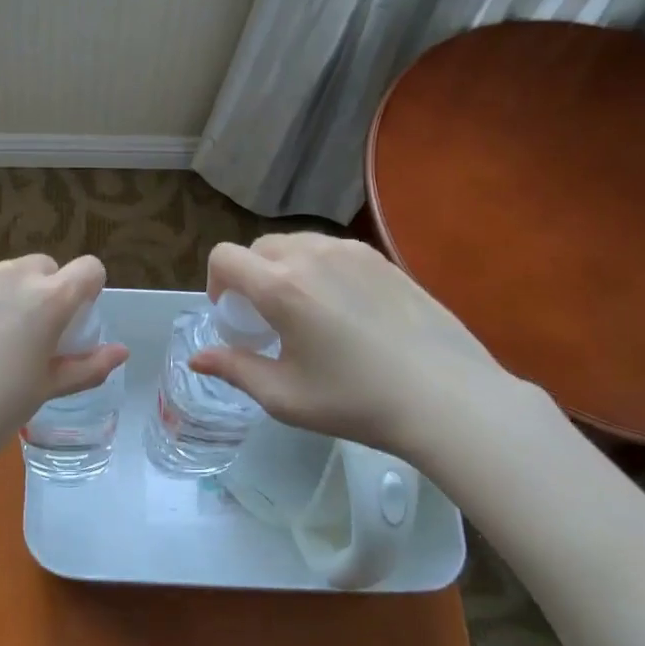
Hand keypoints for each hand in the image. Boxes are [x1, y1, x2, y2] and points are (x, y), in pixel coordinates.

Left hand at [0, 254, 128, 472]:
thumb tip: (121, 352)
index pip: (88, 269)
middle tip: (32, 336)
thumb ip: (86, 367)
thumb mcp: (45, 391)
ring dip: (5, 296)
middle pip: (42, 266)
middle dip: (45, 291)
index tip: (76, 319)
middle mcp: (8, 277)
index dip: (89, 289)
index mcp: (47, 300)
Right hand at [192, 233, 539, 472]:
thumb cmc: (356, 401)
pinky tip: (344, 309)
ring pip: (297, 244)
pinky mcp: (383, 259)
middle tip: (267, 319)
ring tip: (306, 312)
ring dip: (284, 269)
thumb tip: (198, 359)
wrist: (446, 398)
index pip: (224, 257)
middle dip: (250, 277)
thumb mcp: (284, 396)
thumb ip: (234, 370)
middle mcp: (312, 255)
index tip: (232, 317)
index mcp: (281, 286)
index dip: (215, 283)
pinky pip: (333, 250)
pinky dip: (320, 268)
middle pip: (259, 247)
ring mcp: (353, 252)